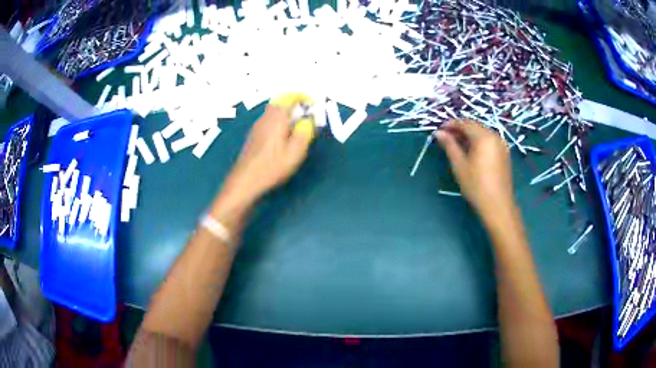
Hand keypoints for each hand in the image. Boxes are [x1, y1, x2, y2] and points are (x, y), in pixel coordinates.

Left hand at [224, 96, 314, 203]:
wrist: (245, 180)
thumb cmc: (271, 167)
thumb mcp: (295, 153)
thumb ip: (304, 133)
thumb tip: (309, 120)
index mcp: (277, 119)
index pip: (290, 97)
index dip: (303, 97)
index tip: (313, 104)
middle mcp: (266, 118)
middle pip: (280, 101)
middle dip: (295, 103)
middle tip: (306, 114)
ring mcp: (258, 126)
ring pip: (274, 110)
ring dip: (287, 112)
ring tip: (298, 126)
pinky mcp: (254, 135)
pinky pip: (269, 119)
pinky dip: (280, 120)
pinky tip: (283, 136)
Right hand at [434, 120, 514, 221]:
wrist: (498, 205)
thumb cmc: (476, 185)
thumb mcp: (459, 165)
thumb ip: (449, 145)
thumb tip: (438, 133)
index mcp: (483, 137)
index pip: (465, 123)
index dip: (451, 124)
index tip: (440, 130)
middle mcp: (494, 136)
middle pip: (475, 126)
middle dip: (460, 129)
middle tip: (447, 137)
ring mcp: (501, 145)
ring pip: (482, 133)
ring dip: (469, 135)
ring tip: (457, 144)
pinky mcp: (504, 153)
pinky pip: (489, 140)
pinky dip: (478, 141)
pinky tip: (471, 151)